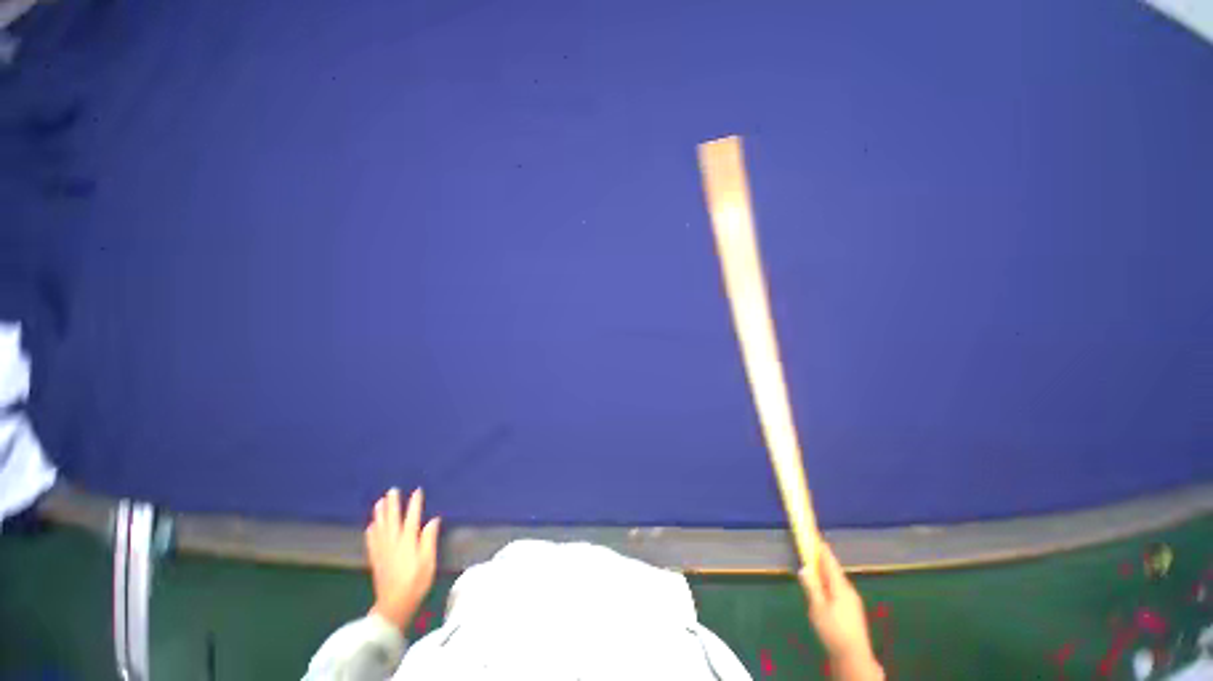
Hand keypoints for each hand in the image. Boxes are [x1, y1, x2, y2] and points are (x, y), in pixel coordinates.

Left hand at [365, 488, 440, 631]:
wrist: (394, 606)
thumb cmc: (416, 583)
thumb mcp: (428, 562)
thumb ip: (429, 539)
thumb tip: (433, 520)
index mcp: (408, 542)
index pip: (412, 518)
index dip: (415, 504)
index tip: (417, 491)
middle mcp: (393, 543)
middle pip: (392, 520)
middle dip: (393, 504)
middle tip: (392, 490)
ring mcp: (382, 551)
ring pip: (380, 528)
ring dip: (380, 514)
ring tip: (379, 502)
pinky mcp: (376, 560)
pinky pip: (372, 541)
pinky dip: (371, 531)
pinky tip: (371, 525)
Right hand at [799, 543, 883, 679]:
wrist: (854, 658)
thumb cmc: (834, 631)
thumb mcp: (817, 609)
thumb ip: (811, 587)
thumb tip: (804, 568)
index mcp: (840, 586)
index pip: (830, 561)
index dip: (821, 548)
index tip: (814, 535)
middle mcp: (849, 590)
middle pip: (833, 570)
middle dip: (821, 561)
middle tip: (809, 553)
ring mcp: (852, 601)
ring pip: (836, 581)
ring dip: (825, 574)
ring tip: (813, 572)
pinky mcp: (852, 611)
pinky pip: (838, 590)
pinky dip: (829, 585)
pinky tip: (823, 594)